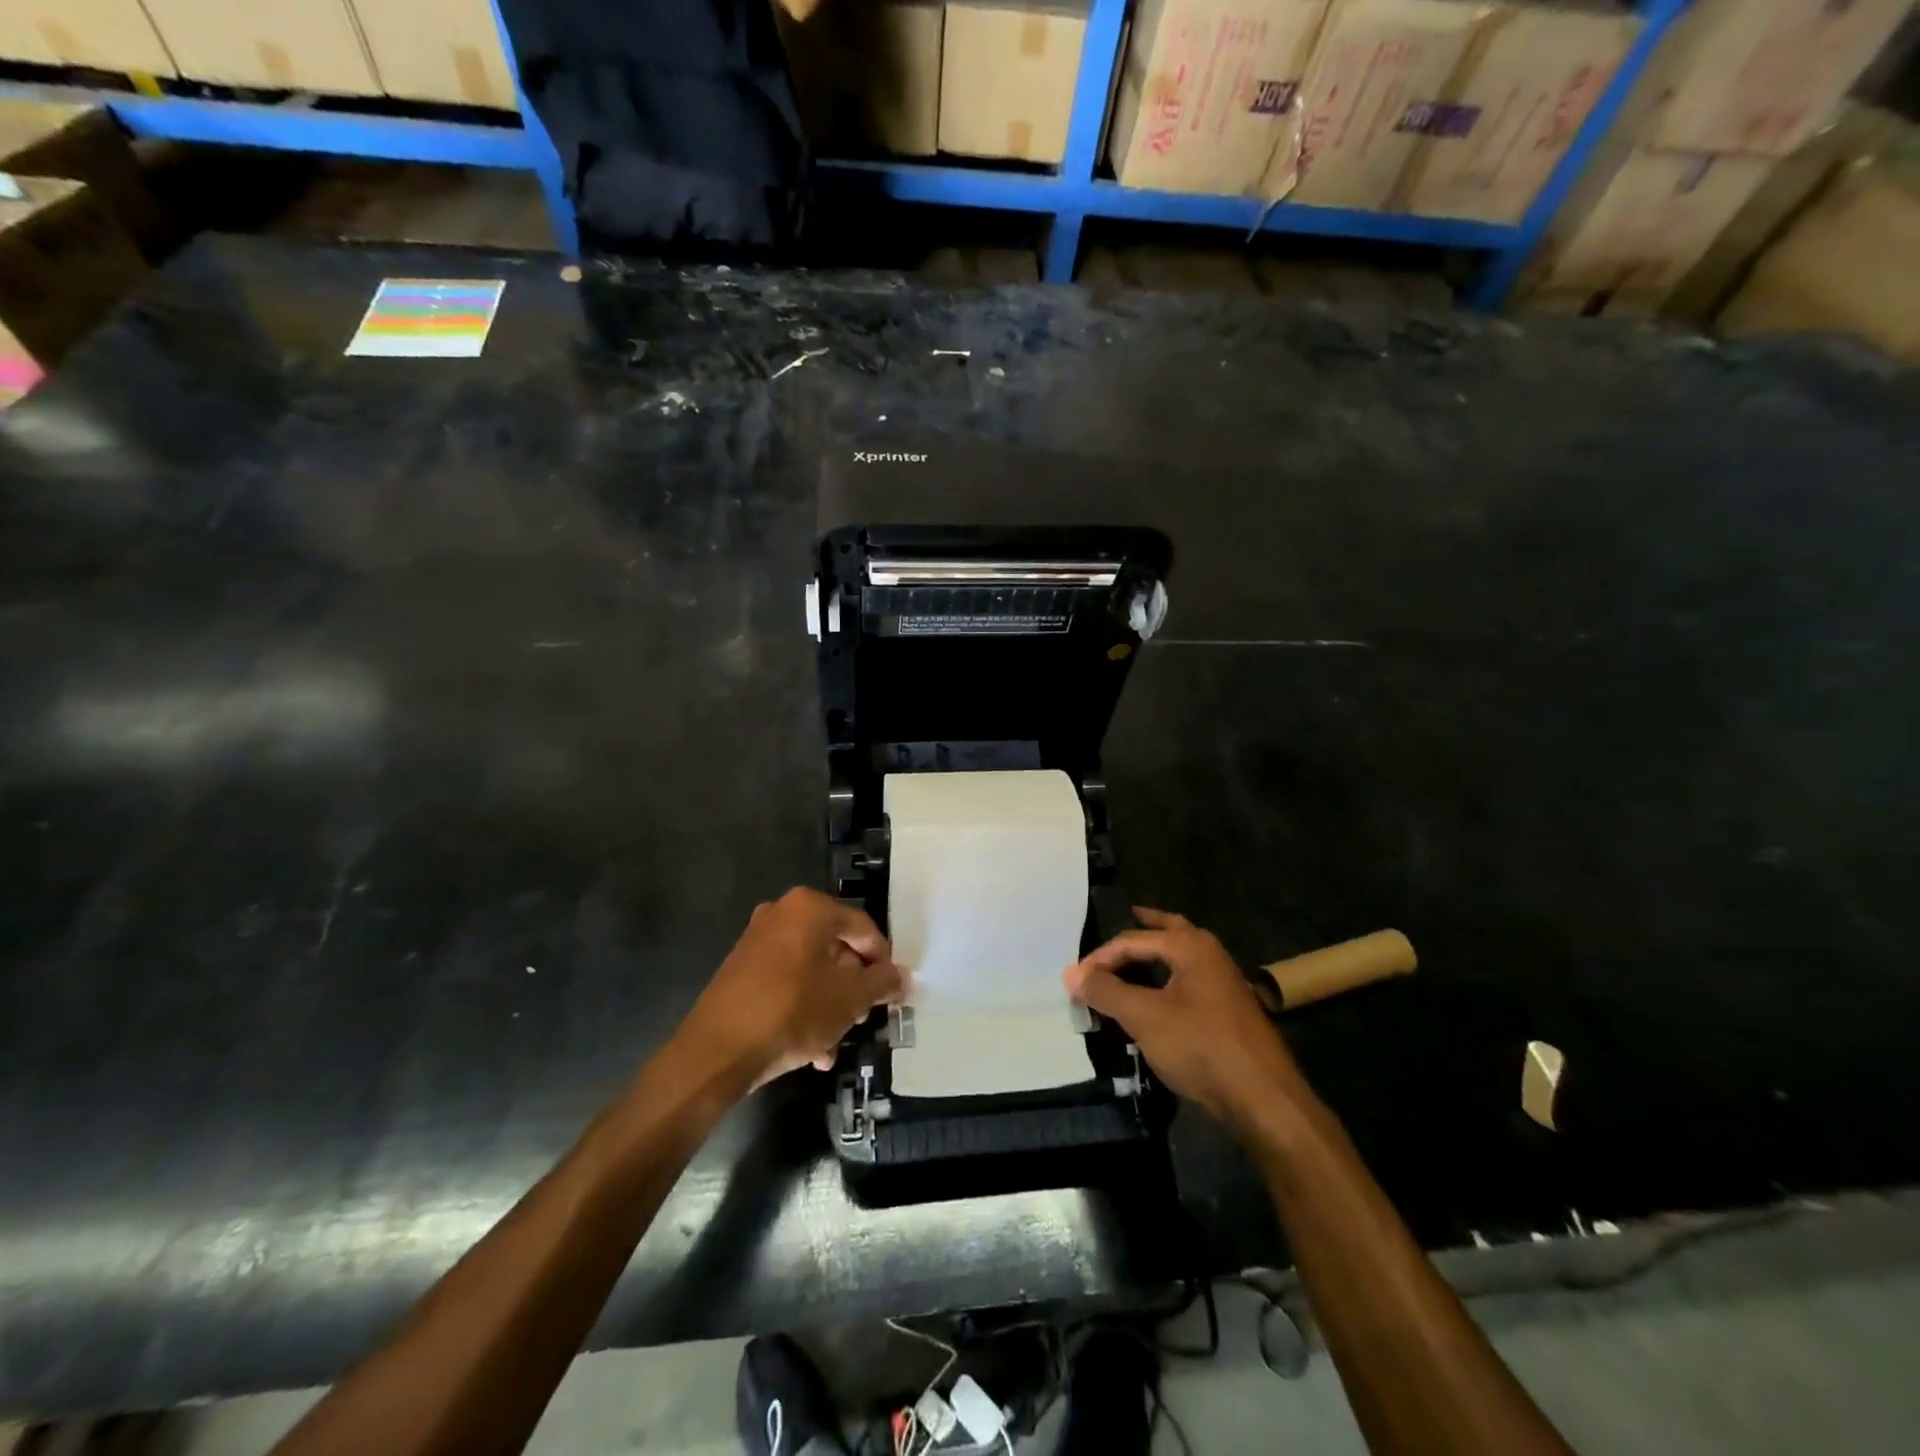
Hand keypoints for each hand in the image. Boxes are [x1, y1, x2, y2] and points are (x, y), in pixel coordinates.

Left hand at [679, 888, 904, 1088]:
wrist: (716, 1051)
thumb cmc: (792, 1011)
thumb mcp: (849, 999)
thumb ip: (881, 983)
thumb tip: (900, 977)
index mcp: (810, 908)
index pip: (863, 928)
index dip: (882, 962)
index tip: (890, 993)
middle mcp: (782, 913)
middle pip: (836, 948)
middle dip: (853, 987)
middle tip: (863, 1018)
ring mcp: (757, 940)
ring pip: (812, 969)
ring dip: (830, 1004)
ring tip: (836, 1042)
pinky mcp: (741, 969)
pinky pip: (787, 982)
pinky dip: (803, 1007)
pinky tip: (812, 1049)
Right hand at [1065, 907, 1306, 1130]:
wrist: (1263, 1098)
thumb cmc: (1200, 1046)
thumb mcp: (1144, 1017)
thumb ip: (1106, 991)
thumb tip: (1071, 973)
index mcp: (1190, 946)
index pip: (1132, 939)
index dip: (1101, 958)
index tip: (1076, 980)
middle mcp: (1210, 954)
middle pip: (1167, 931)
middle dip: (1140, 929)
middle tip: (1115, 928)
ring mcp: (1223, 982)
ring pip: (1180, 957)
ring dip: (1153, 956)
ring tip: (1128, 962)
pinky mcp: (1228, 1010)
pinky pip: (1188, 981)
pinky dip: (1166, 980)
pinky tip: (1155, 998)